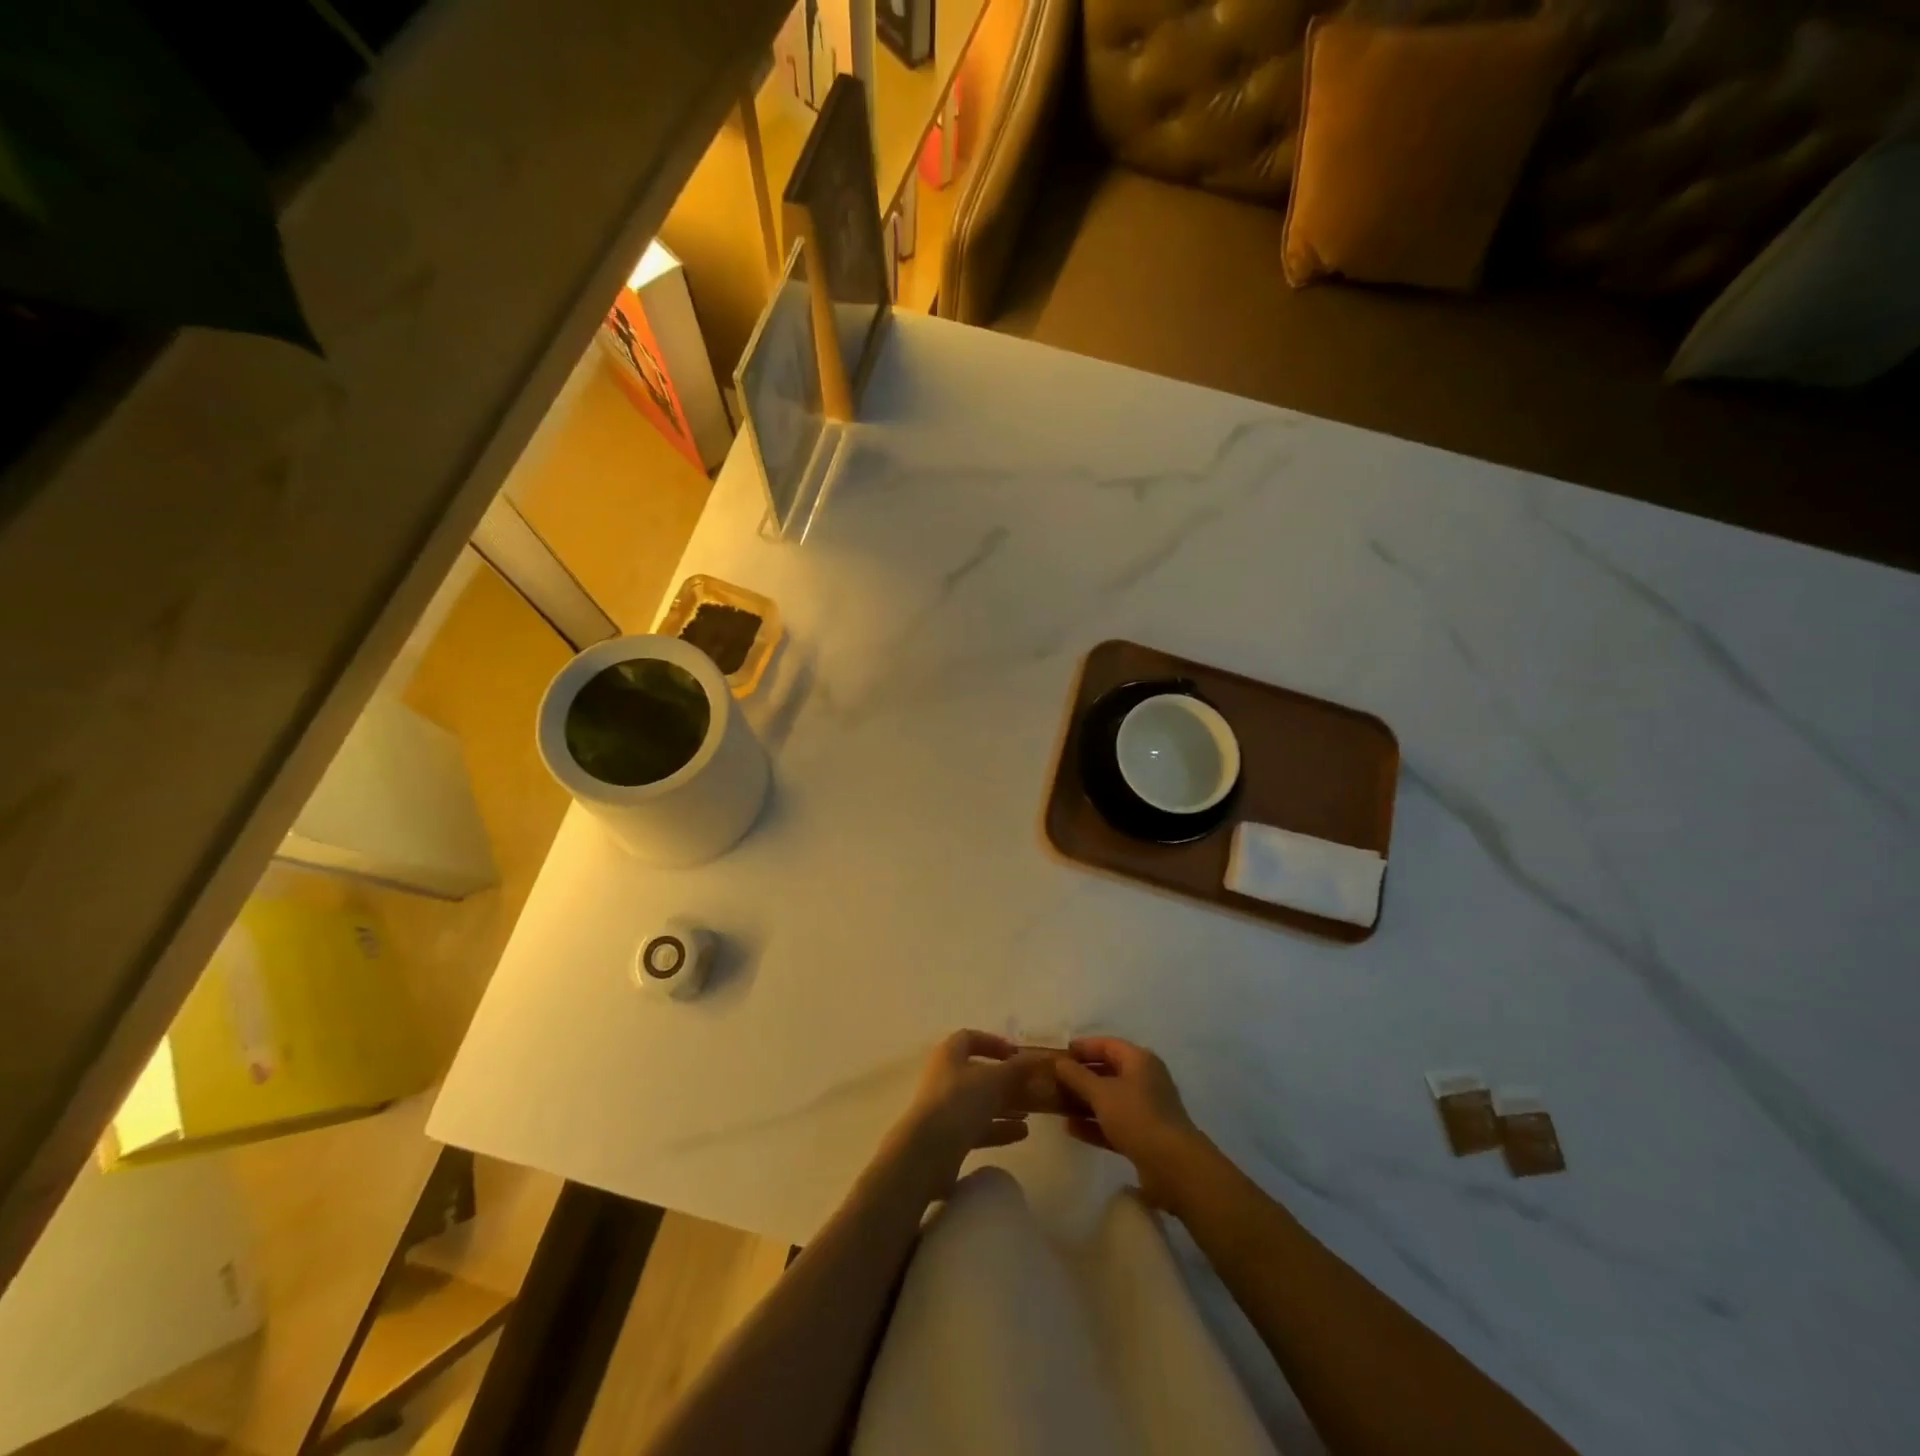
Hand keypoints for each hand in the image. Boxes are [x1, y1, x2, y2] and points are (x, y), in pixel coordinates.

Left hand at [877, 1030, 1059, 1202]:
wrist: (928, 1151)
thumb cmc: (960, 1101)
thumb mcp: (994, 1080)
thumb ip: (1017, 1069)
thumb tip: (1036, 1058)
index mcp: (949, 1054)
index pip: (970, 1038)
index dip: (993, 1043)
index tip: (1016, 1054)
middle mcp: (944, 1077)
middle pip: (978, 1073)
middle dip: (1005, 1080)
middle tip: (1030, 1088)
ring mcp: (945, 1108)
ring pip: (979, 1102)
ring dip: (1005, 1105)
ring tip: (1030, 1113)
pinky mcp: (948, 1136)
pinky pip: (977, 1126)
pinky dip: (998, 1127)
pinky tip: (1022, 1133)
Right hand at [1054, 1036, 1212, 1209]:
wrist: (1173, 1166)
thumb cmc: (1136, 1117)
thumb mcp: (1101, 1093)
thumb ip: (1077, 1076)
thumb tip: (1059, 1062)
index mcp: (1139, 1060)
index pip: (1107, 1044)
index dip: (1083, 1047)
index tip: (1059, 1054)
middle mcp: (1145, 1080)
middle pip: (1108, 1071)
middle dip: (1081, 1076)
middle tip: (1054, 1080)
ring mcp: (1146, 1109)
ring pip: (1110, 1099)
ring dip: (1085, 1101)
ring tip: (1057, 1104)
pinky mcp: (1144, 1136)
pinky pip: (1114, 1123)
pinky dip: (1094, 1124)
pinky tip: (1071, 1129)